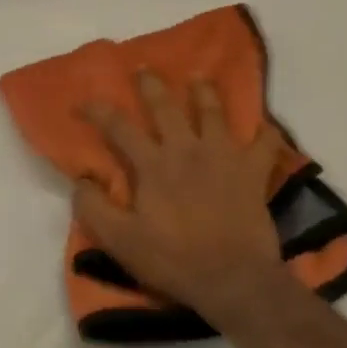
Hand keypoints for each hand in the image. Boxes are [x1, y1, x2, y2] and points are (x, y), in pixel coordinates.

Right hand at [73, 73, 286, 322]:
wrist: (233, 279)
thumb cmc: (173, 259)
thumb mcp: (120, 240)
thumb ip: (93, 208)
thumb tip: (81, 179)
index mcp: (153, 164)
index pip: (119, 127)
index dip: (98, 111)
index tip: (82, 103)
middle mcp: (187, 149)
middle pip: (166, 106)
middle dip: (151, 85)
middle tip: (143, 69)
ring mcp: (224, 156)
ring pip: (214, 112)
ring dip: (204, 91)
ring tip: (198, 78)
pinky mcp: (253, 171)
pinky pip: (265, 143)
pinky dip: (265, 131)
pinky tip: (264, 125)